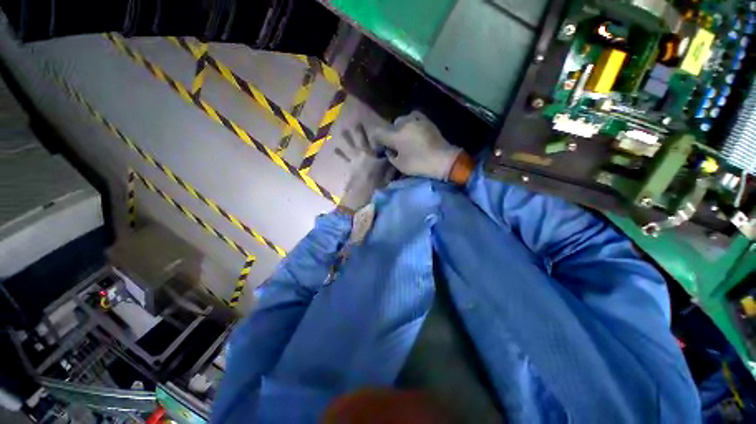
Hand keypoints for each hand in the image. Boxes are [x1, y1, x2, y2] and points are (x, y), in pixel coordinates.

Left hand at [338, 124, 396, 211]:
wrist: (362, 193)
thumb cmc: (377, 184)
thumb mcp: (388, 175)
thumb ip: (390, 167)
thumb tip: (393, 160)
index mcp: (375, 156)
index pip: (378, 145)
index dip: (379, 138)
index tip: (379, 131)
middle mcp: (365, 155)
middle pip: (362, 141)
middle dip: (360, 132)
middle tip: (356, 123)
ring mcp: (356, 159)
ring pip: (351, 146)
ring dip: (347, 138)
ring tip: (342, 130)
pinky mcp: (350, 166)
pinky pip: (344, 158)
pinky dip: (340, 153)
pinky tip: (335, 148)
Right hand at [371, 111, 462, 180]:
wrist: (443, 159)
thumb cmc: (420, 164)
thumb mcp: (400, 165)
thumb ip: (391, 156)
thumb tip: (389, 150)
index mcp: (396, 135)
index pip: (379, 134)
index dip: (377, 141)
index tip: (379, 148)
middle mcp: (404, 123)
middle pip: (391, 126)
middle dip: (390, 135)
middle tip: (394, 145)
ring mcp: (416, 119)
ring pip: (402, 121)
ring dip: (400, 129)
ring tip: (404, 138)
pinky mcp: (426, 120)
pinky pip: (413, 117)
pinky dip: (410, 123)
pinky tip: (413, 130)